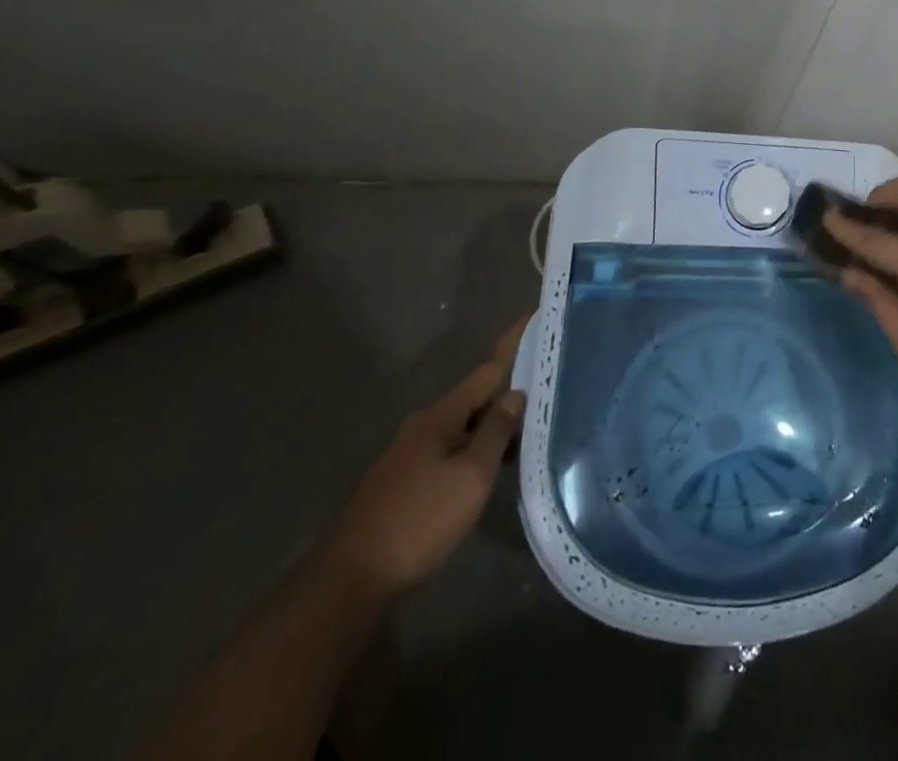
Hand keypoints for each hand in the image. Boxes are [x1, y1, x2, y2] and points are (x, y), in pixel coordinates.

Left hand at [325, 314, 530, 596]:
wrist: (350, 581)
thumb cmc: (420, 519)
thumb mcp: (471, 475)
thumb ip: (496, 431)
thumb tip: (516, 394)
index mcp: (441, 415)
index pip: (488, 368)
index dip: (513, 344)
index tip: (533, 316)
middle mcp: (423, 426)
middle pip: (476, 398)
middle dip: (508, 391)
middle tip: (548, 385)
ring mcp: (410, 455)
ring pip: (463, 428)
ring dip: (493, 425)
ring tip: (530, 427)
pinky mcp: (404, 483)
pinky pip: (451, 451)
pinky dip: (477, 449)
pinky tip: (493, 466)